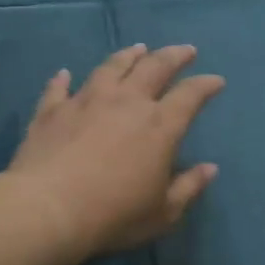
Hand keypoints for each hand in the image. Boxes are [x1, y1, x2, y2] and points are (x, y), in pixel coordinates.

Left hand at [8, 44, 223, 260]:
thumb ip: (189, 187)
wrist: (48, 210)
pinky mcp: (52, 110)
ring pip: (111, 67)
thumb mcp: (163, 212)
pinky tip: (65, 73)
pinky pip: (59, 88)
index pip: (190, 95)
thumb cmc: (115, 215)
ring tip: (137, 49)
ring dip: (128, 56)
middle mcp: (126, 102)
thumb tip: (210, 168)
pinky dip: (64, 79)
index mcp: (160, 126)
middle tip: (185, 50)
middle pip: (154, 67)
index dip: (206, 85)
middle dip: (173, 56)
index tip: (216, 80)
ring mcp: (86, 101)